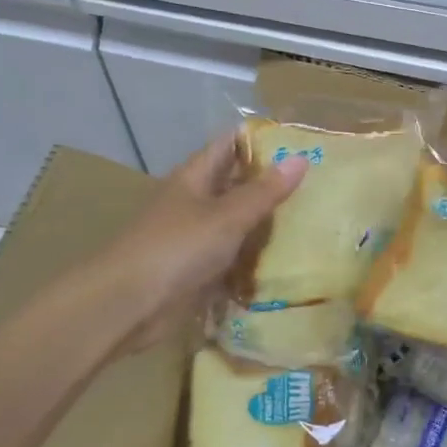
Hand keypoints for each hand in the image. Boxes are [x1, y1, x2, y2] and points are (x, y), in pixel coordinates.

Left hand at [106, 136, 306, 351]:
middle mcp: (194, 202)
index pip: (230, 145)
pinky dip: (255, 258)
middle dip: (272, 183)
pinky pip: (234, 257)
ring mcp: (195, 237)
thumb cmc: (176, 249)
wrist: (127, 305)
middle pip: (236, 184)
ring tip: (314, 219)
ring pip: (238, 222)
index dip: (262, 140)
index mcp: (195, 177)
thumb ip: (265, 191)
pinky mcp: (198, 270)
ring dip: (267, 223)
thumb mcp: (227, 216)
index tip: (302, 142)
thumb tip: (302, 158)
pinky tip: (287, 260)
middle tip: (318, 184)